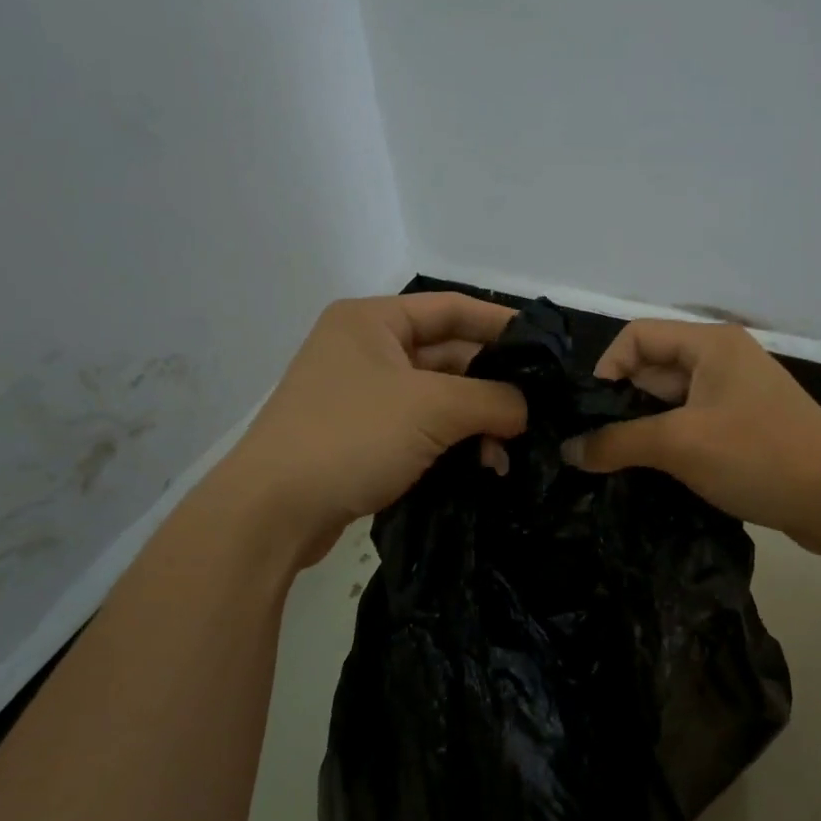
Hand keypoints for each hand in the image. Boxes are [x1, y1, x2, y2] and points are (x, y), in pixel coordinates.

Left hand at [215, 294, 526, 564]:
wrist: (273, 512)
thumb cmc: (352, 437)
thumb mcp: (433, 408)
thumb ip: (492, 399)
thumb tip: (526, 410)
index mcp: (372, 320)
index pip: (452, 308)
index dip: (501, 324)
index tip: (546, 350)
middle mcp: (365, 350)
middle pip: (447, 355)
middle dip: (492, 385)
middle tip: (537, 412)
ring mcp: (361, 396)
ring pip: (437, 398)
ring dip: (475, 421)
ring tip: (510, 451)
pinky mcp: (360, 438)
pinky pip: (420, 429)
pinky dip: (452, 443)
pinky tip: (483, 466)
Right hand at [563, 319, 820, 552]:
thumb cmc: (759, 456)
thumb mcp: (680, 445)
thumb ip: (617, 442)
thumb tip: (567, 449)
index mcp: (710, 345)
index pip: (637, 337)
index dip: (606, 370)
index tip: (590, 416)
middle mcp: (722, 361)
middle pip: (652, 371)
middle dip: (621, 407)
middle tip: (596, 449)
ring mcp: (735, 398)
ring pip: (670, 405)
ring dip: (642, 432)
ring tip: (616, 467)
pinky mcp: (744, 431)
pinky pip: (691, 429)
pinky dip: (668, 447)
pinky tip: (650, 477)